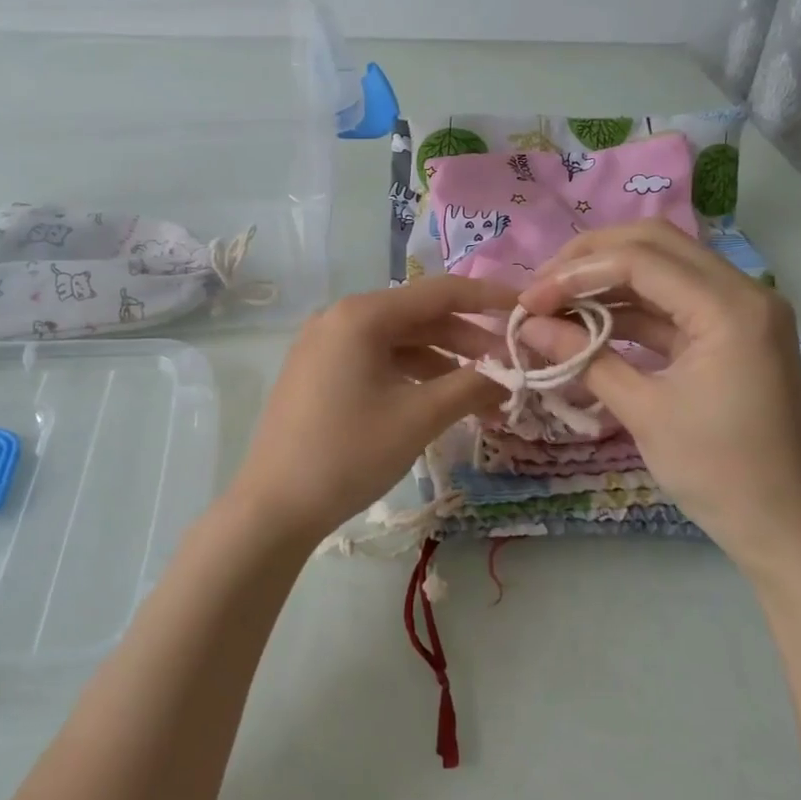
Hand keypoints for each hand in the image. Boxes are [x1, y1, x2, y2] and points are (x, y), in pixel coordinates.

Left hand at [222, 277, 514, 551]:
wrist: (274, 506)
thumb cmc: (350, 454)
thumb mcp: (419, 417)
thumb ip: (471, 386)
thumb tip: (509, 375)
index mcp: (362, 315)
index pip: (439, 292)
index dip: (488, 298)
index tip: (526, 309)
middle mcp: (339, 318)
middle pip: (418, 317)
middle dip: (467, 342)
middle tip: (508, 370)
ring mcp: (323, 345)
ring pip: (397, 342)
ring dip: (441, 364)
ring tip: (480, 396)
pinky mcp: (317, 372)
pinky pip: (374, 360)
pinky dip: (410, 375)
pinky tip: (436, 400)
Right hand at [516, 220, 800, 583]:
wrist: (786, 527)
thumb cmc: (717, 473)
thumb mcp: (643, 412)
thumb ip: (584, 358)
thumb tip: (528, 325)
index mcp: (730, 308)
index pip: (639, 260)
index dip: (574, 274)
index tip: (528, 301)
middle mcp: (743, 291)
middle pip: (654, 243)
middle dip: (589, 258)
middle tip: (541, 286)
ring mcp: (740, 310)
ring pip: (662, 267)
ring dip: (606, 279)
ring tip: (554, 303)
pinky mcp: (731, 332)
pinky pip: (672, 301)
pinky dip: (629, 307)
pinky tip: (587, 322)